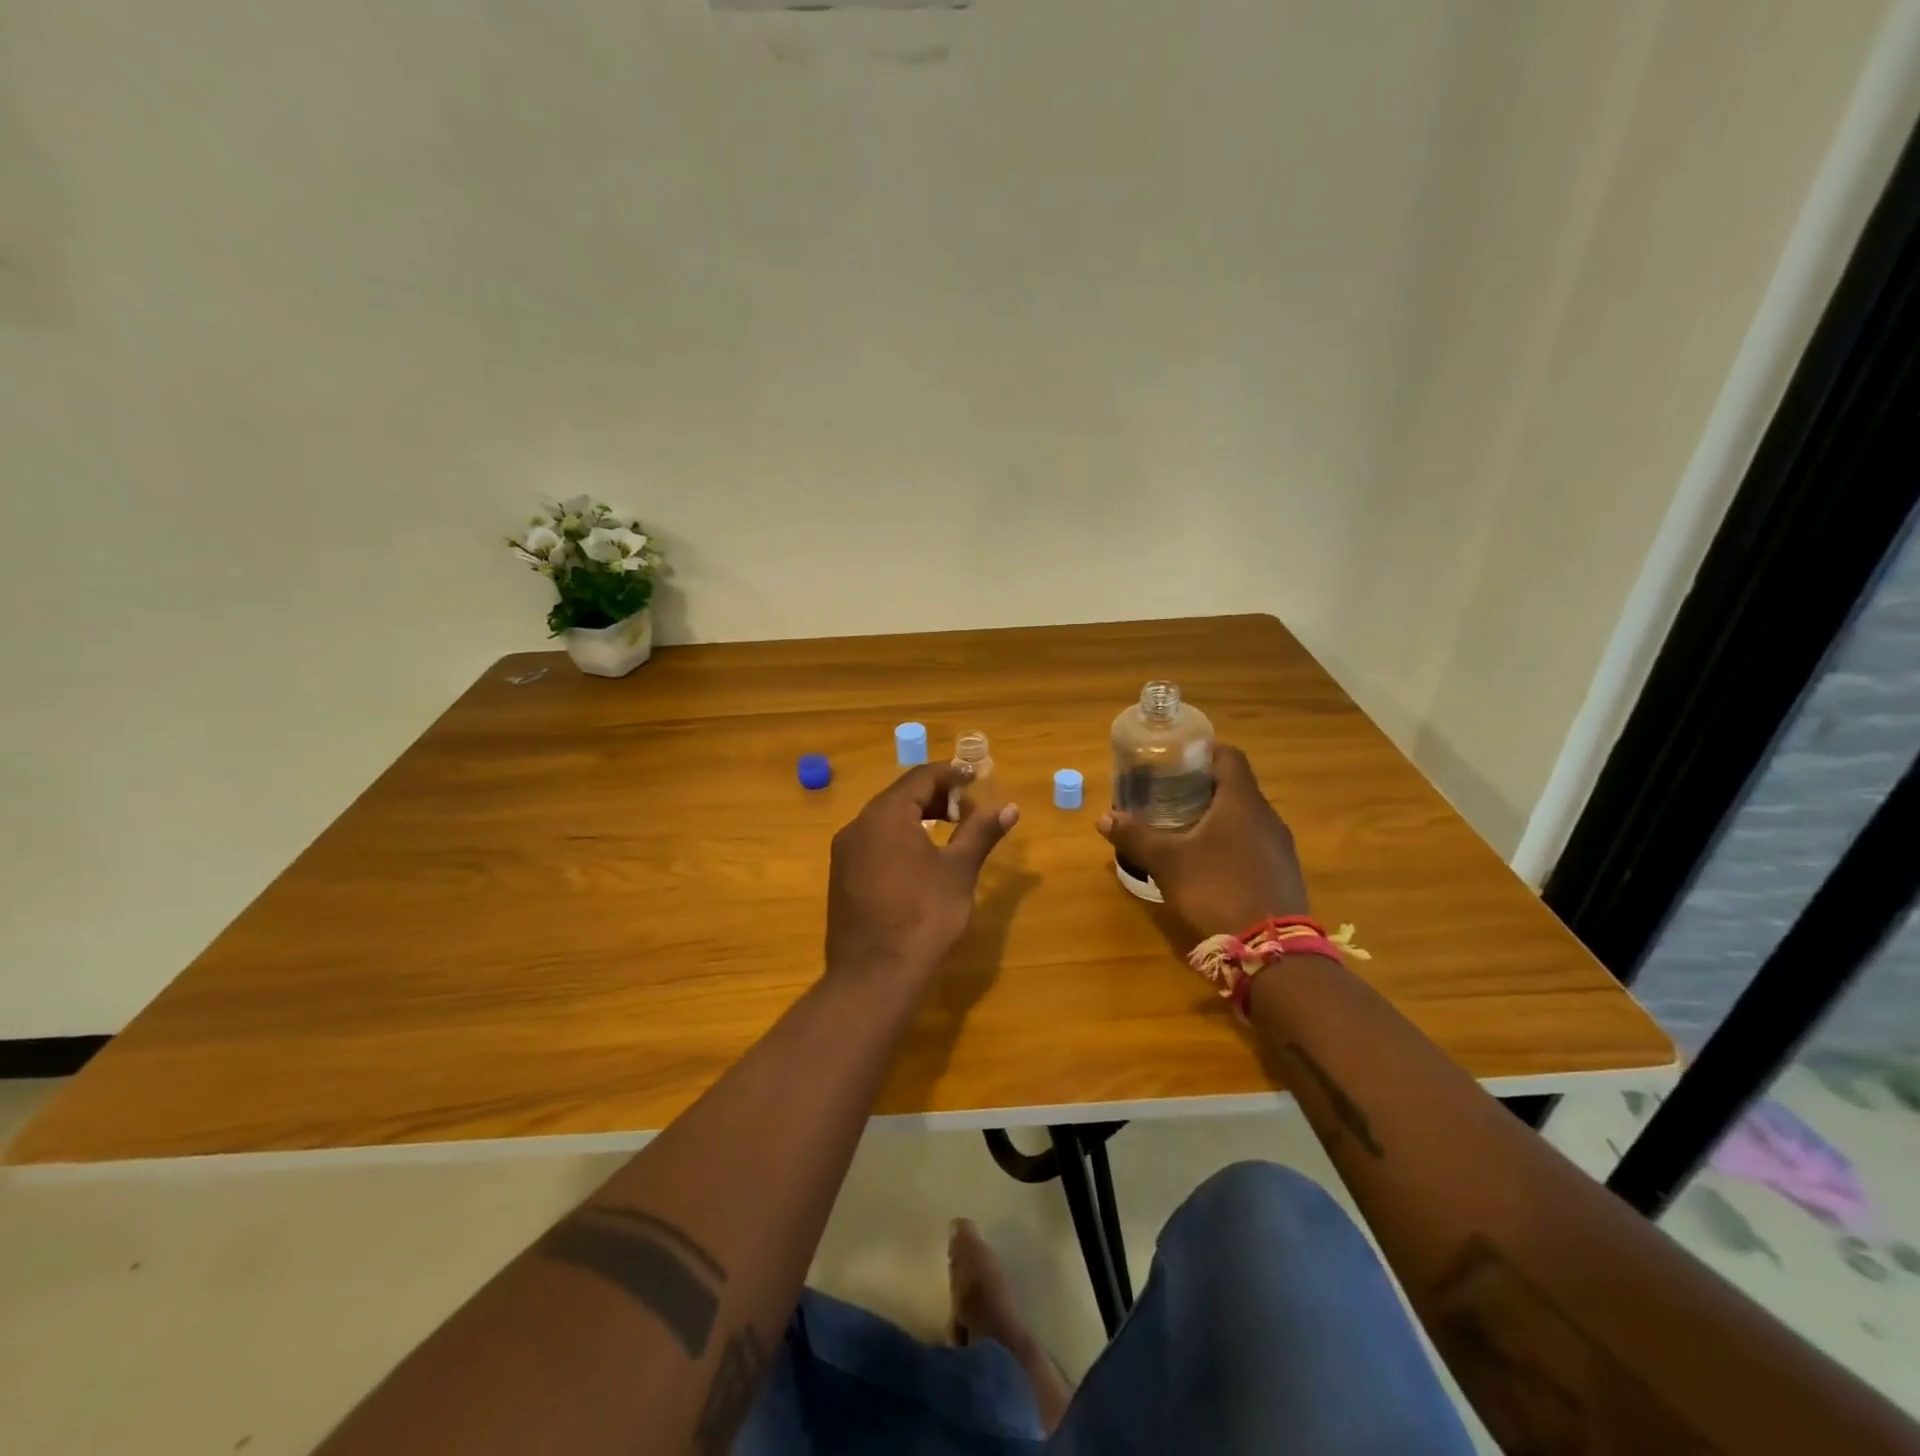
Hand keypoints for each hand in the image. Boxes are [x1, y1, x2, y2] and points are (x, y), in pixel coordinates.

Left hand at [826, 762, 1019, 987]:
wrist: (875, 975)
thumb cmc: (924, 915)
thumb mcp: (959, 870)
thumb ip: (981, 833)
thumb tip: (1008, 808)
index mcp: (885, 814)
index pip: (920, 778)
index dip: (951, 773)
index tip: (975, 777)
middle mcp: (858, 826)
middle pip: (900, 796)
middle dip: (935, 797)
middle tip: (967, 809)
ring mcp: (844, 853)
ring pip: (884, 821)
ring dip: (916, 818)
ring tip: (948, 832)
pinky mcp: (840, 878)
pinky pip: (872, 843)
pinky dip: (898, 839)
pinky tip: (919, 860)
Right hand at [1097, 744, 1307, 938]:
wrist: (1271, 950)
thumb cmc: (1216, 890)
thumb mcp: (1167, 862)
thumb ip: (1136, 836)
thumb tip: (1104, 818)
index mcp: (1242, 801)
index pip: (1228, 755)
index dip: (1201, 752)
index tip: (1174, 761)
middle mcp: (1267, 817)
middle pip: (1235, 786)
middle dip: (1201, 788)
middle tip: (1168, 797)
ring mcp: (1280, 846)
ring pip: (1245, 817)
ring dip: (1217, 818)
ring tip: (1184, 830)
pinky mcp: (1283, 873)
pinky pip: (1254, 844)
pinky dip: (1231, 844)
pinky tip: (1209, 865)